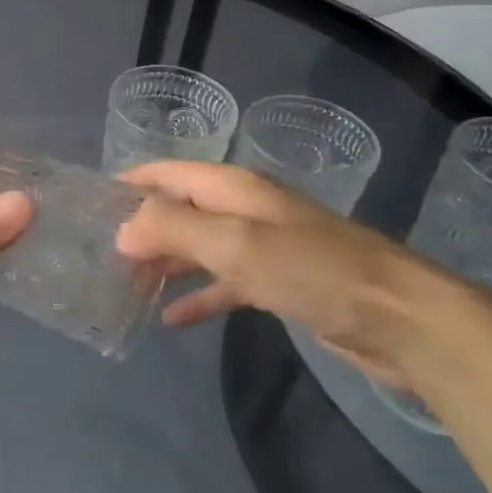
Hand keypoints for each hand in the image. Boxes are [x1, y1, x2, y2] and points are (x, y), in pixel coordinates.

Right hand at [114, 161, 488, 390]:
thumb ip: (173, 229)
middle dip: (142, 228)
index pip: (169, 173)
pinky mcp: (280, 284)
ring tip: (124, 284)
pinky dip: (199, 297)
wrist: (401, 319)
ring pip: (200, 248)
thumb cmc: (311, 270)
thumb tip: (122, 229)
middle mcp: (245, 210)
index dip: (131, 183)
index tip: (90, 203)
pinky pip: (225, 284)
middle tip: (99, 253)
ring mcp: (264, 247)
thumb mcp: (234, 244)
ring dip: (165, 263)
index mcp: (233, 188)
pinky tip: (172, 319)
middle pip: (181, 210)